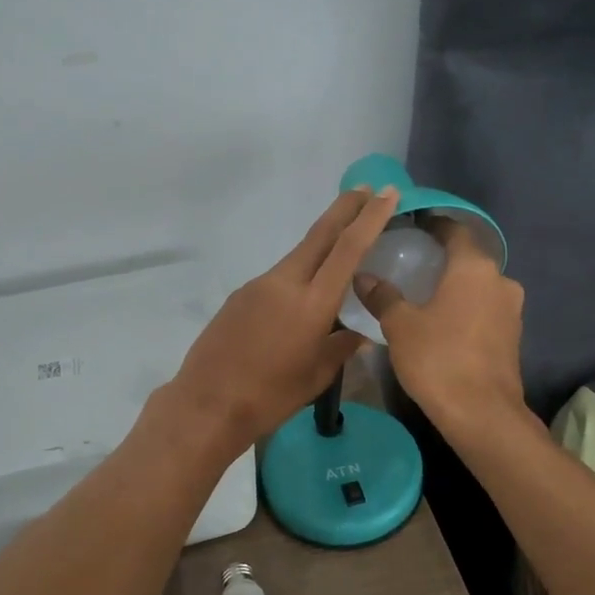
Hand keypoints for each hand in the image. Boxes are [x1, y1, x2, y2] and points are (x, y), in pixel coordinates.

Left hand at [167, 185, 400, 450]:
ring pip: (298, 257)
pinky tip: (300, 300)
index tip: (386, 194)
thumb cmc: (270, 396)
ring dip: (322, 246)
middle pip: (320, 235)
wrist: (207, 404)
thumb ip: (341, 348)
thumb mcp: (316, 376)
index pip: (348, 249)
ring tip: (342, 248)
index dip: (370, 218)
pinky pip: (278, 278)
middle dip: (345, 209)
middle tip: (366, 189)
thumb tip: (359, 335)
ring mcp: (258, 286)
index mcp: (312, 303)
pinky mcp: (240, 296)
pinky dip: (298, 275)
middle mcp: (284, 283)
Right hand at [357, 220, 525, 434]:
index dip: (432, 224)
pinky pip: (485, 309)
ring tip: (423, 294)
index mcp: (474, 267)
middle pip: (468, 258)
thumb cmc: (439, 359)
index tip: (409, 226)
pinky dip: (466, 308)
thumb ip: (383, 296)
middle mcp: (500, 280)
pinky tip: (443, 321)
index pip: (454, 230)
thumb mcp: (401, 326)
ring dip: (455, 286)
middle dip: (441, 258)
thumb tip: (363, 276)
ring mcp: (511, 309)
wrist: (482, 414)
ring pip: (478, 285)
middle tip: (409, 262)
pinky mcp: (513, 335)